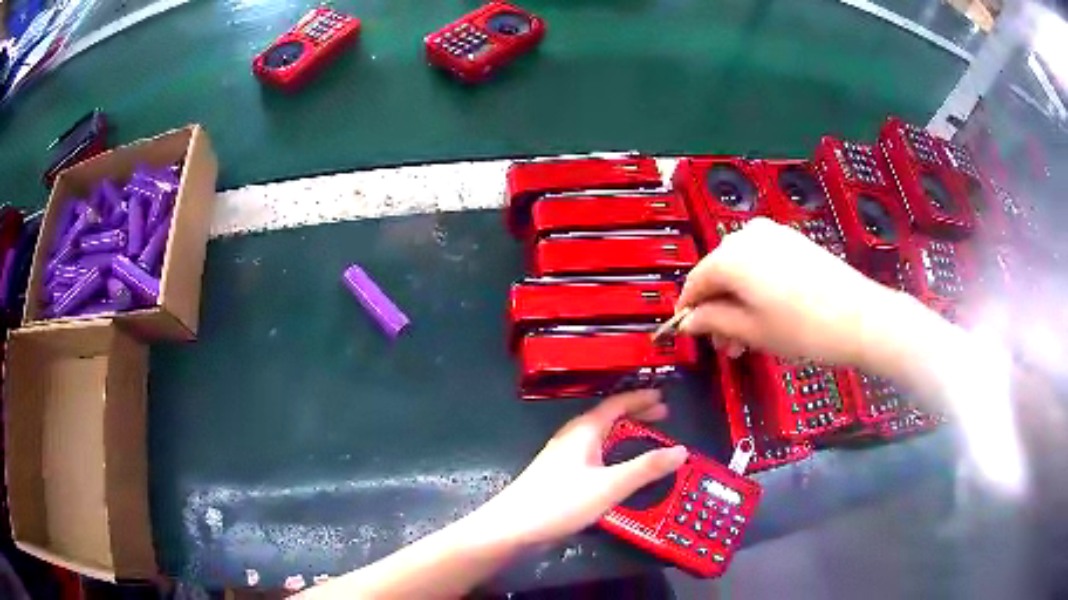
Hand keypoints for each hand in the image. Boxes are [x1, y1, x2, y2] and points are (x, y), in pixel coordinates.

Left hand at [476, 390, 686, 546]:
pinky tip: (615, 464)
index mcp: (584, 431)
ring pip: (599, 434)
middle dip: (635, 412)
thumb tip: (681, 450)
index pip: (616, 404)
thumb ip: (646, 468)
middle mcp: (572, 436)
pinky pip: (593, 450)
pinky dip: (612, 448)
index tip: (663, 396)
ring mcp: (562, 455)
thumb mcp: (609, 486)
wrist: (513, 526)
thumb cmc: (560, 502)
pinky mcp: (558, 473)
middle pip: (608, 416)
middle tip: (662, 415)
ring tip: (644, 436)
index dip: (641, 398)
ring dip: (624, 430)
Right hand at [677, 217, 897, 366]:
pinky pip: (761, 262)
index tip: (688, 332)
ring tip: (748, 336)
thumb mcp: (750, 331)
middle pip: (718, 273)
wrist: (858, 316)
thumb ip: (712, 322)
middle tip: (726, 344)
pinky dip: (756, 287)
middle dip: (718, 309)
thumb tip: (688, 321)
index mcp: (730, 256)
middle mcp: (747, 235)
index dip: (688, 310)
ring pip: (740, 268)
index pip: (695, 281)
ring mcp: (772, 234)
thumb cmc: (801, 328)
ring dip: (737, 301)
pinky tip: (767, 313)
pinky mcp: (792, 240)